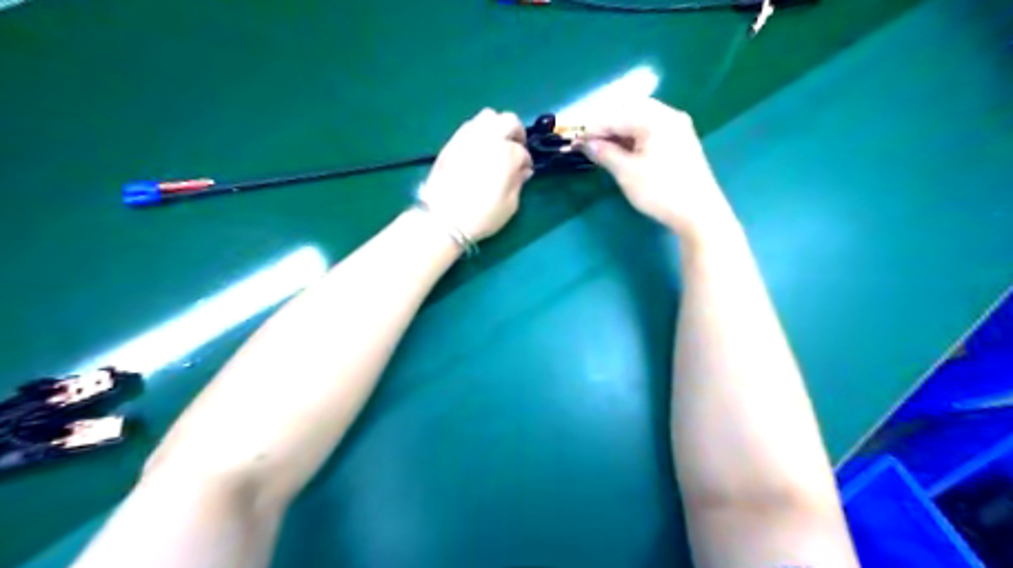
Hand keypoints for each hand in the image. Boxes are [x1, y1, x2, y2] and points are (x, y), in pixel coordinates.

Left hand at [418, 108, 532, 239]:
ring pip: (488, 116)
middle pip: (509, 120)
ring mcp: (468, 137)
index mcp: (507, 154)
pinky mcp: (452, 142)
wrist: (443, 219)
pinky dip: (479, 131)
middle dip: (516, 132)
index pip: (523, 152)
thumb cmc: (482, 216)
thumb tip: (522, 171)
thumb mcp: (509, 205)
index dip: (526, 162)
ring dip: (497, 126)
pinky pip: (470, 126)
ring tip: (497, 144)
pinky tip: (479, 148)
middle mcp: (489, 138)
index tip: (524, 172)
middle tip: (516, 147)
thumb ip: (518, 183)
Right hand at [581, 97, 742, 238]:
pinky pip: (652, 129)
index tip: (573, 139)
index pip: (616, 115)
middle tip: (587, 140)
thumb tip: (586, 143)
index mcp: (656, 119)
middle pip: (630, 109)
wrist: (699, 213)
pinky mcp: (681, 142)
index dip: (592, 127)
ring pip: (641, 119)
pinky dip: (634, 136)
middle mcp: (669, 116)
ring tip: (602, 146)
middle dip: (606, 123)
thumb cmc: (661, 191)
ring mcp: (678, 128)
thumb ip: (604, 153)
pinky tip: (623, 149)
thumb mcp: (627, 173)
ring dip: (620, 129)